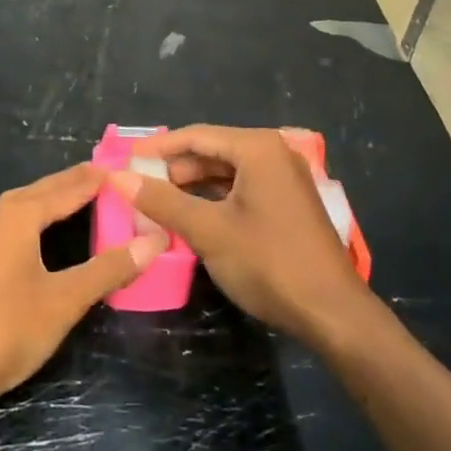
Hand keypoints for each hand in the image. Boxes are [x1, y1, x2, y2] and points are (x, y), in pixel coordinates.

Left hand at [0, 164, 169, 411]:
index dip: (103, 178)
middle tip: (123, 178)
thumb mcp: (64, 300)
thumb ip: (108, 268)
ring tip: (96, 197)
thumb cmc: (5, 330)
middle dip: (83, 183)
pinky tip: (55, 231)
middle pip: (49, 190)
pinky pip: (19, 223)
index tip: (134, 168)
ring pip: (32, 205)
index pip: (71, 186)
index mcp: (19, 213)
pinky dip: (45, 218)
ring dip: (62, 199)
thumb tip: (154, 241)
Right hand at [110, 126, 370, 348]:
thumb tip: (118, 178)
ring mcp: (284, 179)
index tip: (123, 159)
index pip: (196, 136)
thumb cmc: (269, 263)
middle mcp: (274, 154)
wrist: (333, 313)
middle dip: (174, 169)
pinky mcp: (288, 203)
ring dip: (192, 186)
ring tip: (156, 203)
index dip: (157, 147)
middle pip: (211, 151)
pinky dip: (214, 200)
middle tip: (137, 186)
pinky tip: (190, 217)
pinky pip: (241, 190)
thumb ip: (162, 201)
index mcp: (258, 148)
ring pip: (226, 173)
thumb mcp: (208, 231)